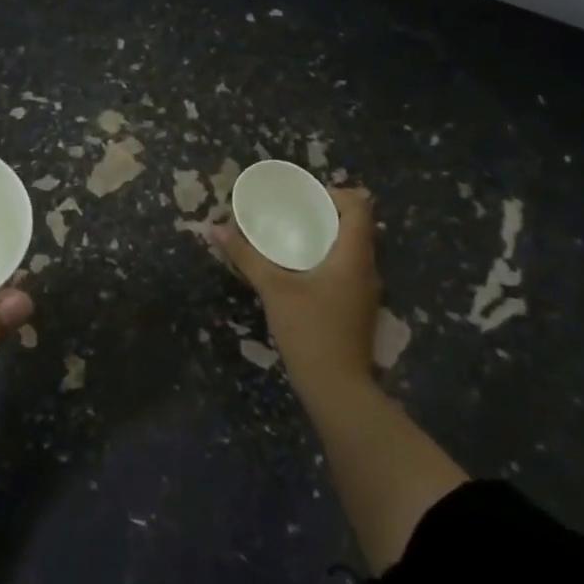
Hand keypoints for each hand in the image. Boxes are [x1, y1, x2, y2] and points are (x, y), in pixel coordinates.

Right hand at [215, 187, 378, 409]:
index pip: (358, 207)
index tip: (304, 197)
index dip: (334, 193)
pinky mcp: (357, 309)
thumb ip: (246, 256)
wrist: (337, 390)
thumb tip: (216, 228)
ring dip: (325, 238)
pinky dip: (326, 260)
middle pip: (355, 226)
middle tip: (290, 212)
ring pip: (351, 250)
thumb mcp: (274, 289)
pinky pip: (346, 270)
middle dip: (324, 214)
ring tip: (290, 237)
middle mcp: (367, 268)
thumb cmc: (310, 330)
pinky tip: (298, 270)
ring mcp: (365, 291)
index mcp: (353, 256)